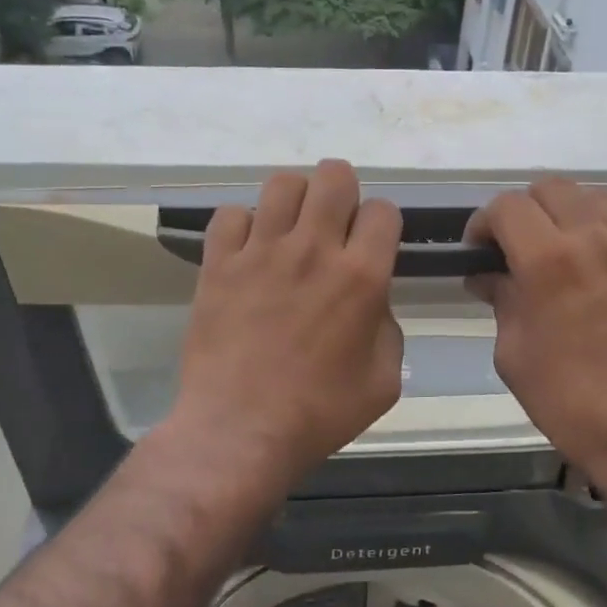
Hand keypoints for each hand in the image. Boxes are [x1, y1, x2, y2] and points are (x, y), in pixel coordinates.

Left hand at [170, 160, 403, 494]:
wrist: (240, 431)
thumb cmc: (319, 413)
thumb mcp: (383, 381)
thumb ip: (387, 327)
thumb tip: (372, 301)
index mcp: (361, 277)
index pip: (383, 209)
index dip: (383, 224)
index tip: (373, 246)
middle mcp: (313, 250)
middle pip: (334, 176)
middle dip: (343, 193)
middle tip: (334, 227)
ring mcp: (260, 252)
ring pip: (282, 183)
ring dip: (295, 201)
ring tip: (291, 232)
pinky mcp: (219, 264)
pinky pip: (230, 215)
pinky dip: (243, 226)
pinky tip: (248, 252)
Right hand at [465, 179, 606, 495]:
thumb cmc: (568, 400)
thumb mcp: (513, 353)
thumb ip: (501, 300)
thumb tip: (488, 275)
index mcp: (548, 260)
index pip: (507, 207)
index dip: (484, 223)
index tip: (479, 251)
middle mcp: (596, 238)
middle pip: (552, 188)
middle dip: (525, 211)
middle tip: (517, 247)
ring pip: (598, 197)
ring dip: (570, 214)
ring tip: (565, 248)